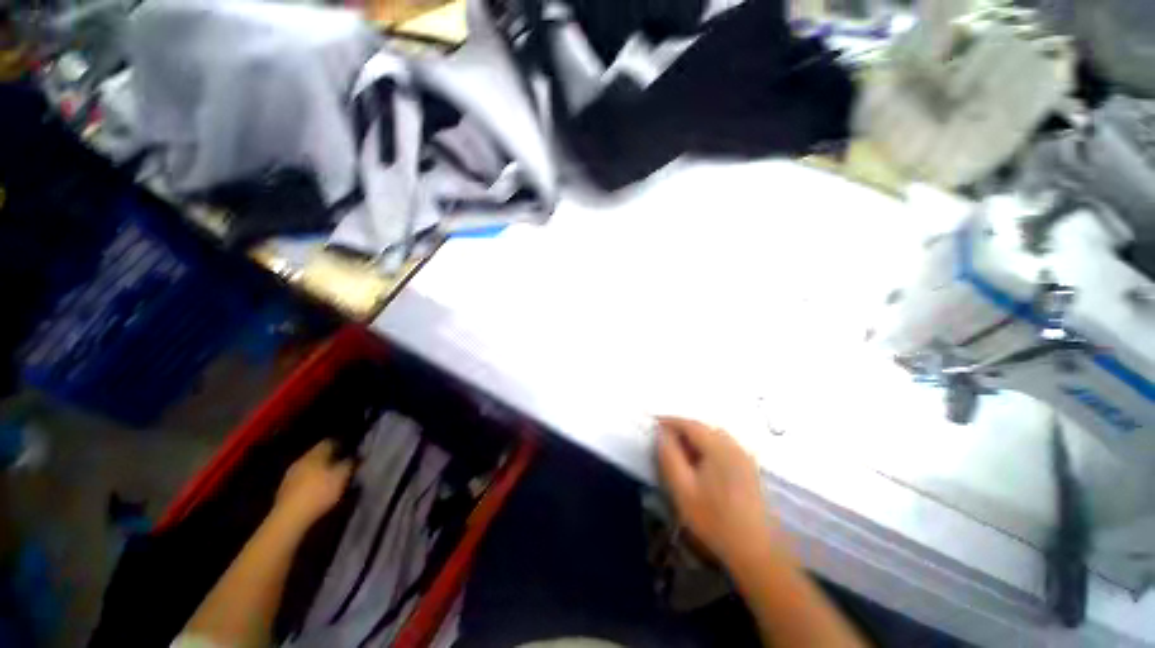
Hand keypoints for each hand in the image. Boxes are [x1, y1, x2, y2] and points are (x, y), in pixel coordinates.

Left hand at [273, 440, 353, 529]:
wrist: (290, 517)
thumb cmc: (319, 492)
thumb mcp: (342, 477)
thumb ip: (350, 463)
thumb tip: (357, 455)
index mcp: (315, 453)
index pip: (329, 441)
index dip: (341, 444)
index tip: (351, 450)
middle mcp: (301, 460)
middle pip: (318, 454)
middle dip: (330, 458)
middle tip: (342, 464)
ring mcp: (290, 475)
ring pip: (309, 467)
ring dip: (319, 471)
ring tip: (330, 478)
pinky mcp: (285, 489)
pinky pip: (302, 479)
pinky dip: (310, 482)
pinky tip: (316, 489)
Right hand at [656, 417, 783, 571]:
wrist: (755, 552)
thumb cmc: (714, 520)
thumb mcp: (682, 489)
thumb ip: (669, 457)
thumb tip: (661, 433)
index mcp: (718, 447)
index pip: (690, 423)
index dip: (670, 421)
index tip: (653, 424)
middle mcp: (734, 446)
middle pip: (703, 428)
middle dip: (682, 430)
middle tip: (665, 442)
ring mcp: (744, 457)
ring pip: (714, 437)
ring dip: (695, 439)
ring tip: (680, 454)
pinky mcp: (749, 469)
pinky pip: (724, 447)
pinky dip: (708, 447)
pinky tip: (701, 465)